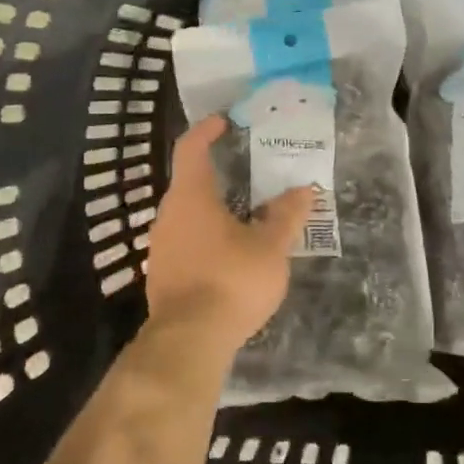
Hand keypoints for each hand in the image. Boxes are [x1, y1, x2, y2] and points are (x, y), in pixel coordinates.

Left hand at [144, 115, 314, 362]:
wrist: (188, 342)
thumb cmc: (230, 280)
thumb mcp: (270, 247)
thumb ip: (286, 216)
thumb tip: (303, 190)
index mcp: (191, 196)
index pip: (191, 148)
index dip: (206, 130)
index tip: (224, 121)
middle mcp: (169, 214)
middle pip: (189, 181)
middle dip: (217, 172)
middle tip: (248, 170)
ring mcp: (161, 246)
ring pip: (187, 214)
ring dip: (213, 207)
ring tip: (246, 212)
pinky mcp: (163, 275)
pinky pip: (186, 241)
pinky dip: (207, 235)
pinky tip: (231, 252)